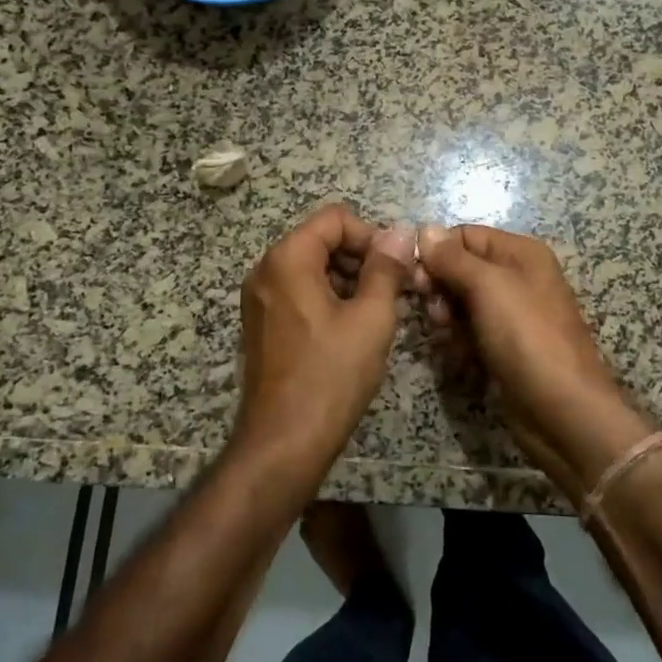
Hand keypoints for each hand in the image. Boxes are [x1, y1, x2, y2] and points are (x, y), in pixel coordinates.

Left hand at [235, 204, 413, 472]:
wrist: (284, 442)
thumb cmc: (331, 375)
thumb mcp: (371, 318)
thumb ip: (386, 268)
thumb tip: (401, 233)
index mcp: (287, 259)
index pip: (335, 218)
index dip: (372, 236)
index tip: (396, 269)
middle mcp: (266, 271)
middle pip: (322, 240)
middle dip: (362, 258)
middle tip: (395, 291)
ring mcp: (260, 300)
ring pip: (313, 268)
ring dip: (350, 280)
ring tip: (380, 313)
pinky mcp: (263, 325)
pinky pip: (300, 293)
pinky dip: (330, 299)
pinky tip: (355, 329)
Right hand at [417, 225, 654, 494]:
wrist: (564, 411)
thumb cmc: (527, 338)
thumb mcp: (489, 287)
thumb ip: (453, 257)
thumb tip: (424, 229)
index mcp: (521, 253)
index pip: (464, 235)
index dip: (436, 253)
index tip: (414, 280)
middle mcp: (518, 277)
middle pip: (461, 268)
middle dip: (440, 289)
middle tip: (435, 315)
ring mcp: (513, 314)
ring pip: (462, 303)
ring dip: (447, 319)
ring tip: (448, 339)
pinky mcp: (506, 347)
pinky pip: (471, 332)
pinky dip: (460, 342)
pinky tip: (457, 359)